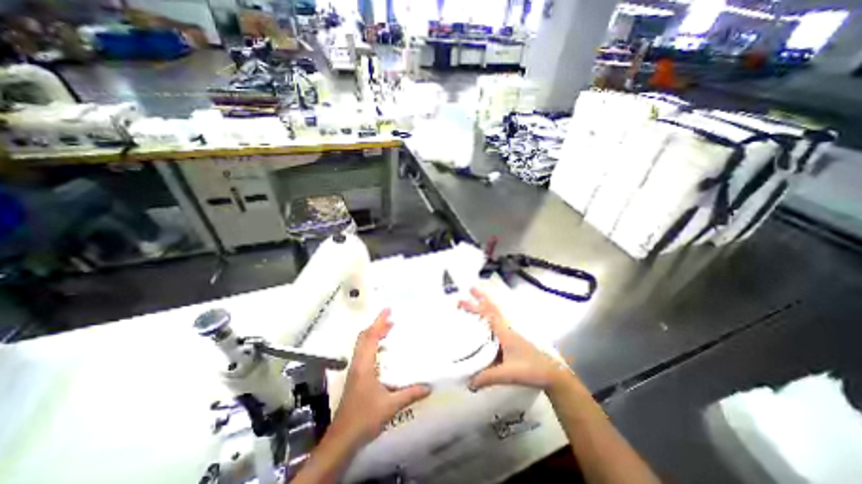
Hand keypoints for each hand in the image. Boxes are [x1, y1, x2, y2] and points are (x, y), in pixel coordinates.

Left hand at [332, 310, 433, 445]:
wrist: (342, 439)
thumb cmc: (364, 418)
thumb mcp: (390, 406)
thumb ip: (410, 394)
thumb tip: (429, 386)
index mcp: (364, 365)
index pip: (370, 337)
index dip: (379, 322)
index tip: (388, 310)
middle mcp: (358, 363)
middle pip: (363, 337)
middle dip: (376, 325)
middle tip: (391, 319)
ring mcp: (355, 370)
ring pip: (362, 345)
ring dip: (374, 334)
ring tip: (388, 331)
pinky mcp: (355, 377)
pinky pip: (363, 353)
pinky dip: (372, 345)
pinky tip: (383, 352)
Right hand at [457, 287, 571, 393]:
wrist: (552, 374)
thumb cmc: (531, 370)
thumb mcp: (508, 374)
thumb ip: (488, 378)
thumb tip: (468, 383)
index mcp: (505, 333)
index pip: (489, 314)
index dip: (477, 305)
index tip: (465, 298)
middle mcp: (507, 329)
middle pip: (492, 310)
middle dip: (480, 300)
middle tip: (468, 290)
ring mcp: (511, 333)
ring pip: (496, 315)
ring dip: (485, 306)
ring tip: (475, 301)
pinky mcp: (513, 340)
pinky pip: (498, 324)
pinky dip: (490, 318)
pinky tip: (485, 324)